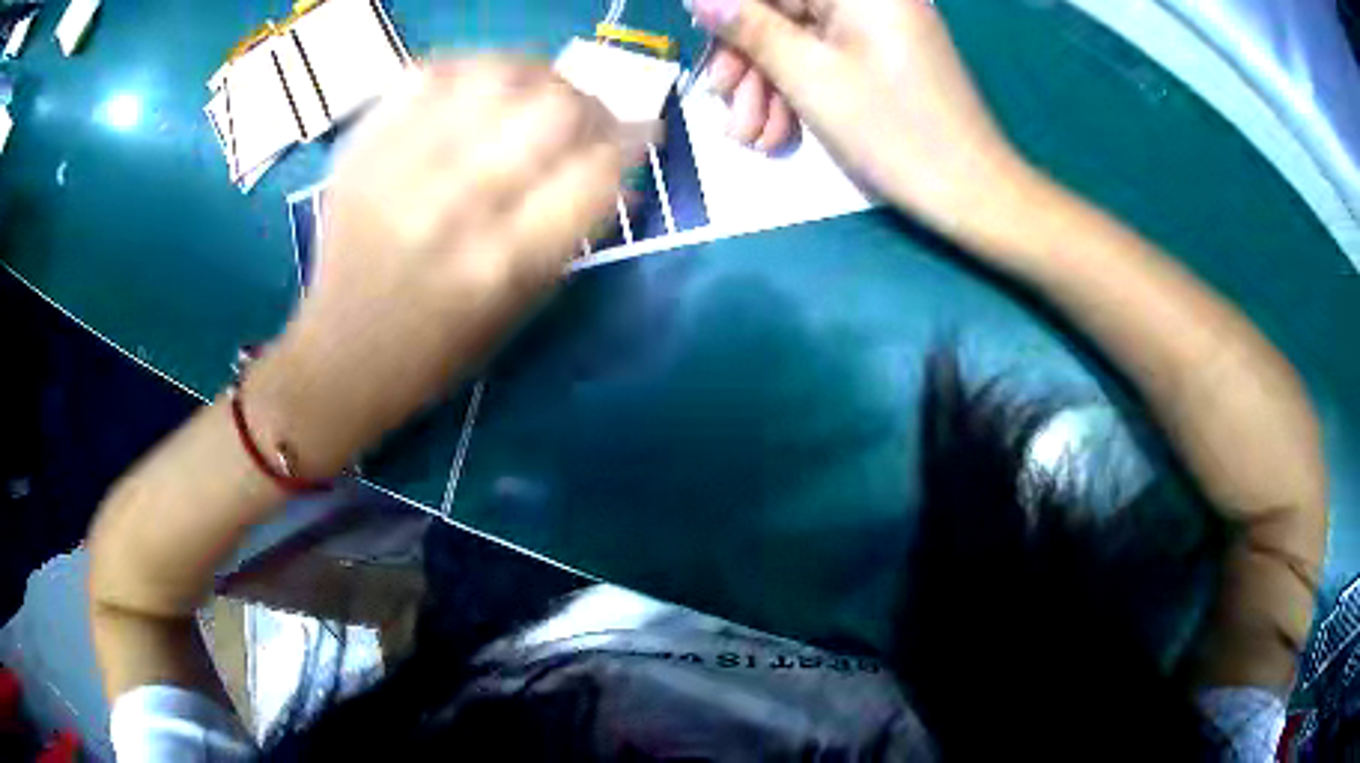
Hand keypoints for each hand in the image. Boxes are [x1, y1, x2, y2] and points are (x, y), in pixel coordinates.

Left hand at [248, 58, 640, 475]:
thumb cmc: (439, 351)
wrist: (340, 358)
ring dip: (538, 75)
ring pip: (496, 75)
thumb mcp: (521, 308)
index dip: (632, 141)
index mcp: (503, 264)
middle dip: (590, 103)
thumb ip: (573, 228)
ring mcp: (401, 170)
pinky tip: (483, 84)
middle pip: (553, 108)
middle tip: (588, 115)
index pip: (597, 170)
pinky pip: (429, 72)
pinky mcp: (362, 151)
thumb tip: (619, 162)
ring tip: (540, 90)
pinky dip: (472, 66)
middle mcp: (453, 208)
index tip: (639, 135)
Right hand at [692, 0, 1027, 230]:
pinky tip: (780, 135)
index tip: (702, 43)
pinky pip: (828, 59)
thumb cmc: (893, 129)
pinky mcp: (885, 57)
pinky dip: (801, 92)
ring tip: (751, 138)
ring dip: (769, 86)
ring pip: (801, 40)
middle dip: (748, 60)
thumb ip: (749, 28)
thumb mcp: (808, 75)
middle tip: (725, 104)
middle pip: (784, 12)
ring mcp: (879, 27)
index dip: (729, 13)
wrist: (971, 191)